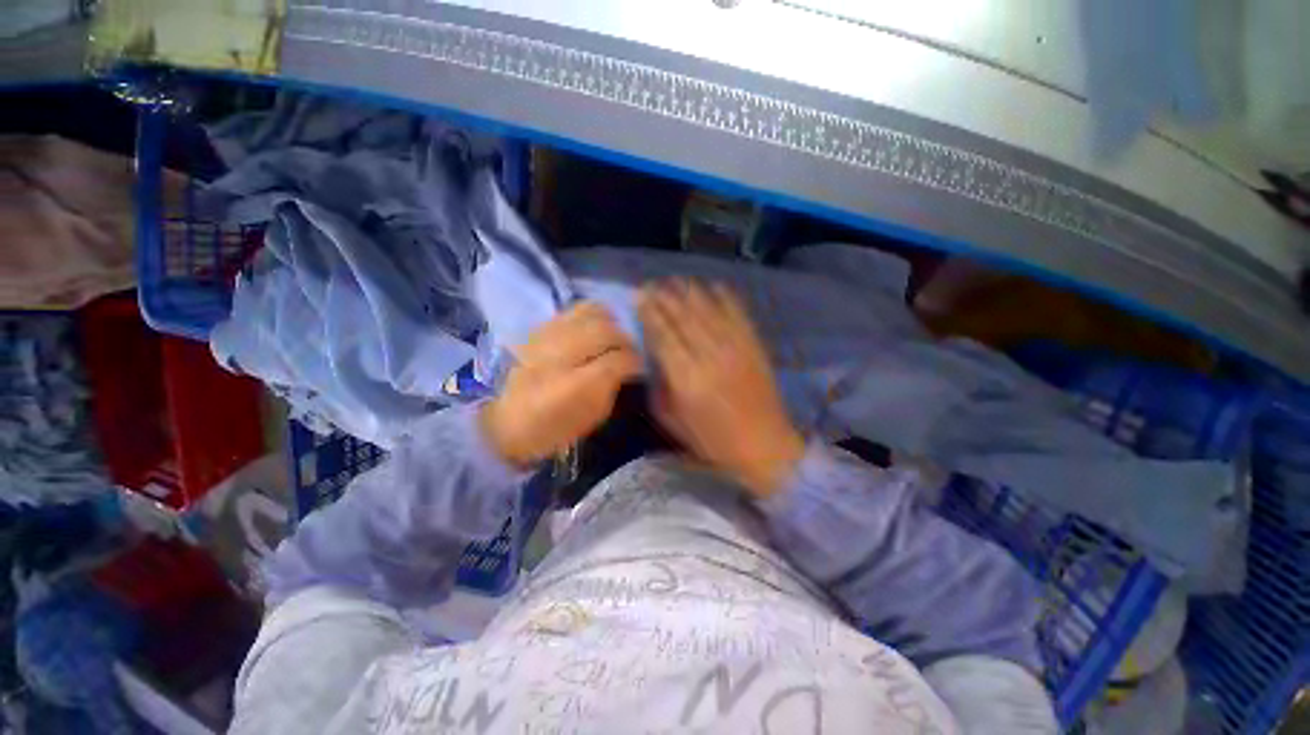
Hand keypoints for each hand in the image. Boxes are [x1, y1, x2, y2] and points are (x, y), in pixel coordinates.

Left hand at [481, 302, 642, 468]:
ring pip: (590, 312)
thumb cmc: (553, 427)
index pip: (618, 359)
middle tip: (629, 350)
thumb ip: (613, 386)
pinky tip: (592, 329)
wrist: (504, 421)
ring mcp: (546, 336)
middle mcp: (559, 354)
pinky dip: (590, 317)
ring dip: (609, 323)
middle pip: (605, 330)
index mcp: (574, 385)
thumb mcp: (591, 416)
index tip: (640, 365)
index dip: (635, 360)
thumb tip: (628, 364)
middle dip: (625, 339)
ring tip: (612, 335)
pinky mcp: (538, 328)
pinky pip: (572, 311)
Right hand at [639, 280, 804, 498]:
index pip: (663, 335)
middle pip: (683, 317)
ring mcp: (735, 348)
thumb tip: (650, 356)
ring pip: (708, 310)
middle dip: (665, 296)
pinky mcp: (754, 346)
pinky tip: (714, 286)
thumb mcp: (674, 422)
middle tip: (651, 284)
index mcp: (686, 379)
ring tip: (675, 280)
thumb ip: (658, 387)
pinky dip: (725, 297)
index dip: (649, 313)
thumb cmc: (713, 441)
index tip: (638, 296)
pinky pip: (738, 314)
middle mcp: (709, 356)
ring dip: (690, 292)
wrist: (764, 446)